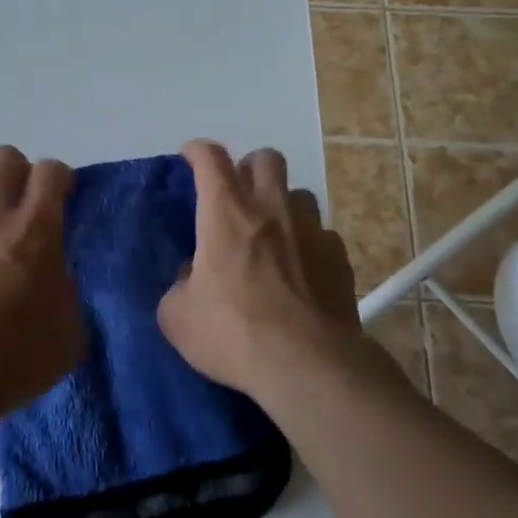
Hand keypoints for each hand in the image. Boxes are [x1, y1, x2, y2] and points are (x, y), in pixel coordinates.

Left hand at [0, 146, 85, 421]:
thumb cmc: (16, 358)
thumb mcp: (70, 330)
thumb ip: (66, 288)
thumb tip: (54, 274)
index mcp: (36, 229)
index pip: (50, 170)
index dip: (60, 179)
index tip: (62, 198)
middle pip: (4, 157)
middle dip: (19, 174)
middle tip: (23, 207)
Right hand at [158, 141, 359, 395]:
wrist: (308, 366)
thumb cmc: (233, 333)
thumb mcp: (178, 316)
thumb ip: (180, 286)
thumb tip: (193, 277)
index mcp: (226, 212)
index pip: (210, 158)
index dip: (197, 151)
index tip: (190, 157)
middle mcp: (271, 209)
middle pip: (265, 159)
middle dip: (248, 167)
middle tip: (237, 195)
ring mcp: (311, 230)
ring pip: (299, 193)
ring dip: (282, 204)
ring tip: (272, 233)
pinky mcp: (339, 258)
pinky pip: (322, 234)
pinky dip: (308, 243)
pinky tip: (302, 270)